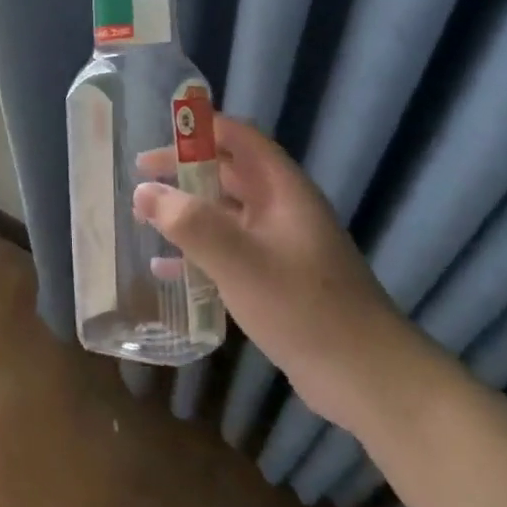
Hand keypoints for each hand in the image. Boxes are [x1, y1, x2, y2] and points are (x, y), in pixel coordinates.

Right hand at [134, 116, 416, 429]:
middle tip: (141, 180)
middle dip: (184, 172)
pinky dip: (197, 252)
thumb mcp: (239, 261)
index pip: (239, 139)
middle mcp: (282, 209)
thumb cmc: (303, 306)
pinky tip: (166, 268)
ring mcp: (280, 246)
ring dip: (187, 212)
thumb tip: (142, 191)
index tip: (159, 134)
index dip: (201, 129)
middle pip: (228, 174)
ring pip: (225, 214)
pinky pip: (228, 251)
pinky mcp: (276, 279)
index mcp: (282, 190)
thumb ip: (189, 223)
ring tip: (145, 218)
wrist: (365, 377)